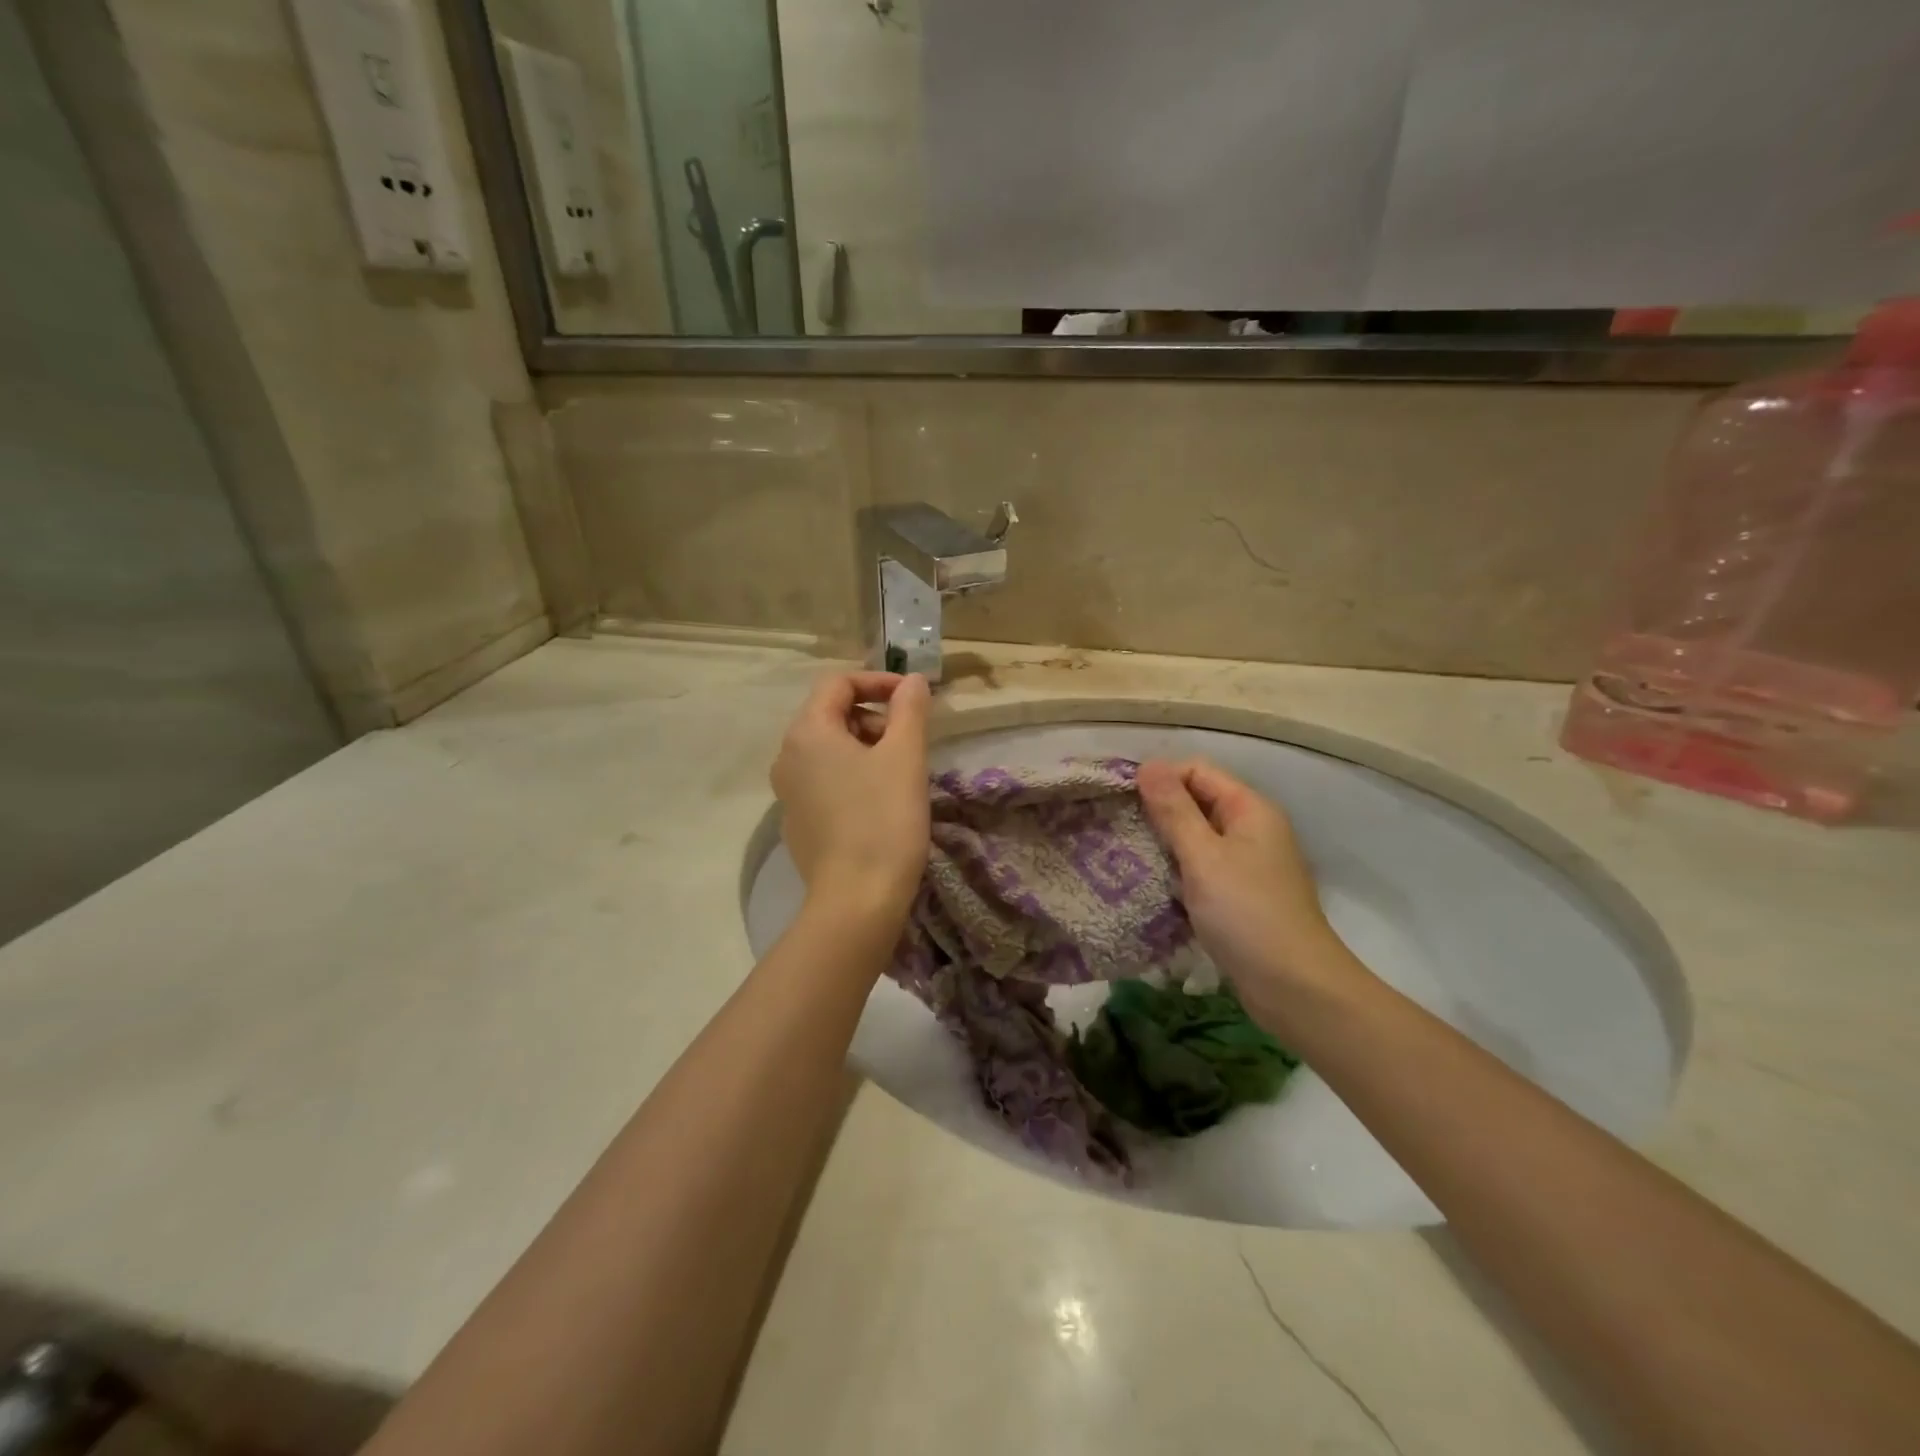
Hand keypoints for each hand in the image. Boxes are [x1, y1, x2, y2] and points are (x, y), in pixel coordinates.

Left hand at [771, 671, 931, 923]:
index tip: (912, 698)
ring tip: (900, 773)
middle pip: (831, 714)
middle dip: (874, 717)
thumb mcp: (905, 757)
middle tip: (909, 742)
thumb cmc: (883, 820)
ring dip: (866, 747)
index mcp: (807, 732)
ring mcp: (787, 792)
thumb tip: (911, 681)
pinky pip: (824, 780)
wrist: (856, 901)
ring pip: (829, 750)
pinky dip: (852, 775)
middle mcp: (787, 757)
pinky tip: (879, 803)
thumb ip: (909, 709)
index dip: (878, 682)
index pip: (838, 683)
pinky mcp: (796, 822)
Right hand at [1138, 758, 1361, 1027]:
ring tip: (1125, 855)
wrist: (1294, 988)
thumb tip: (1148, 764)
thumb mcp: (1203, 857)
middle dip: (1158, 812)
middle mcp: (1252, 829)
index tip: (1121, 800)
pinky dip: (1177, 871)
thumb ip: (1174, 810)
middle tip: (1116, 828)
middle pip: (1197, 802)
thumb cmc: (1247, 914)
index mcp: (1250, 809)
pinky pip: (1201, 868)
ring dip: (1164, 844)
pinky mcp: (1239, 895)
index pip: (1197, 771)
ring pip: (1196, 838)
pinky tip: (1151, 884)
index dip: (1160, 779)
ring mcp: (1247, 864)